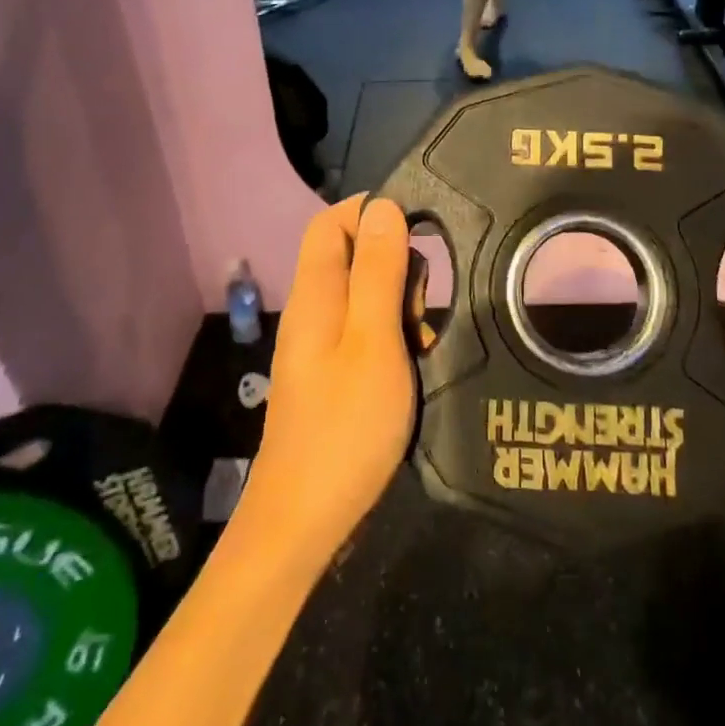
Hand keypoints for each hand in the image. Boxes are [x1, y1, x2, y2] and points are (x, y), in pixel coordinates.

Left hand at [239, 197, 416, 565]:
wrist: (303, 520)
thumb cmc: (345, 425)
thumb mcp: (373, 340)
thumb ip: (378, 271)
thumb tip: (383, 206)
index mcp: (315, 293)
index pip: (331, 222)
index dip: (371, 213)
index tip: (419, 230)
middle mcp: (312, 310)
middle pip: (350, 255)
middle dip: (394, 264)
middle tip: (420, 305)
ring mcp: (318, 344)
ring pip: (363, 295)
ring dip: (398, 304)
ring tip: (421, 341)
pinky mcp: (329, 373)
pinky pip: (363, 331)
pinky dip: (391, 335)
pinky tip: (412, 366)